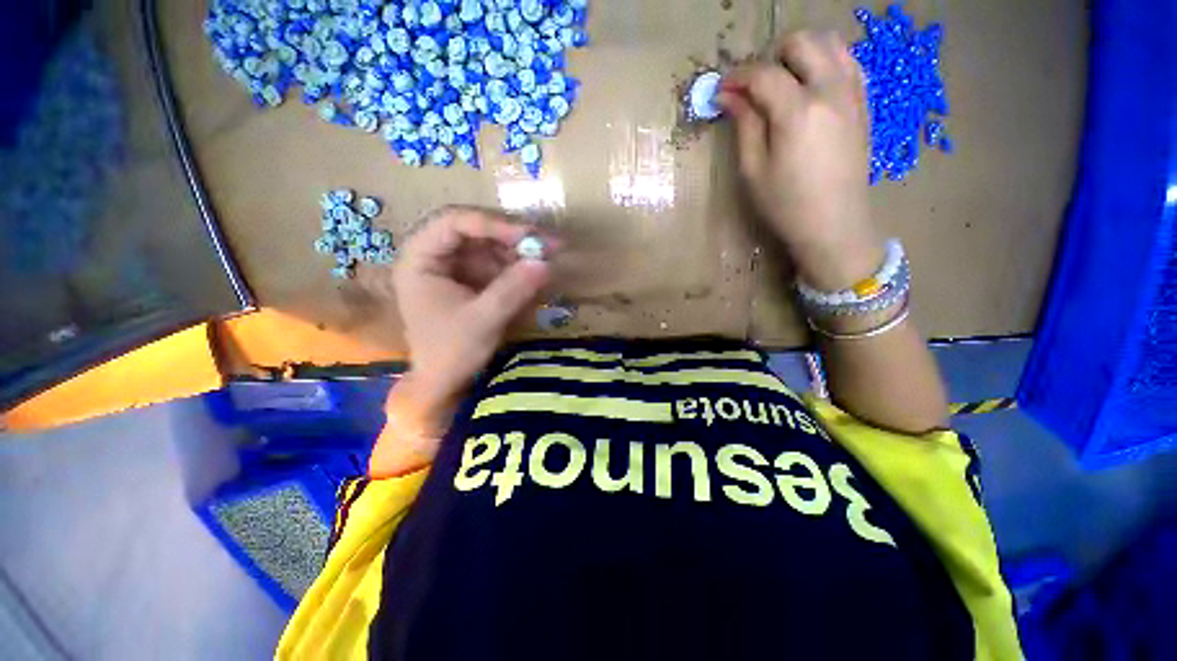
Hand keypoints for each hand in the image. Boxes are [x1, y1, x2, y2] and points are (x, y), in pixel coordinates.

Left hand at [394, 206, 550, 406]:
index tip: (528, 235)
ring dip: (518, 250)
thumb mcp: (482, 321)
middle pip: (474, 230)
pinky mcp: (470, 279)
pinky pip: (495, 263)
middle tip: (547, 243)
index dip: (492, 223)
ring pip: (489, 245)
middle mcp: (434, 256)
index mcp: (420, 260)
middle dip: (511, 236)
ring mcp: (454, 267)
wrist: (445, 382)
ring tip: (548, 257)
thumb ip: (512, 290)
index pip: (453, 222)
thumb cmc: (451, 353)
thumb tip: (545, 263)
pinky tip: (534, 272)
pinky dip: (516, 266)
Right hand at [719, 31, 883, 290]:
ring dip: (801, 54)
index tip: (721, 90)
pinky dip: (825, 63)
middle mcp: (830, 90)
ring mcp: (853, 93)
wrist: (834, 224)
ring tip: (783, 84)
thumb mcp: (754, 170)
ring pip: (829, 43)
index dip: (737, 77)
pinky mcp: (863, 103)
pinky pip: (847, 62)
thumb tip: (729, 95)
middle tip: (755, 88)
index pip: (763, 74)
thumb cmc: (786, 204)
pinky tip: (810, 88)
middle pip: (801, 42)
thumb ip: (744, 125)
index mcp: (798, 111)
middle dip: (771, 57)